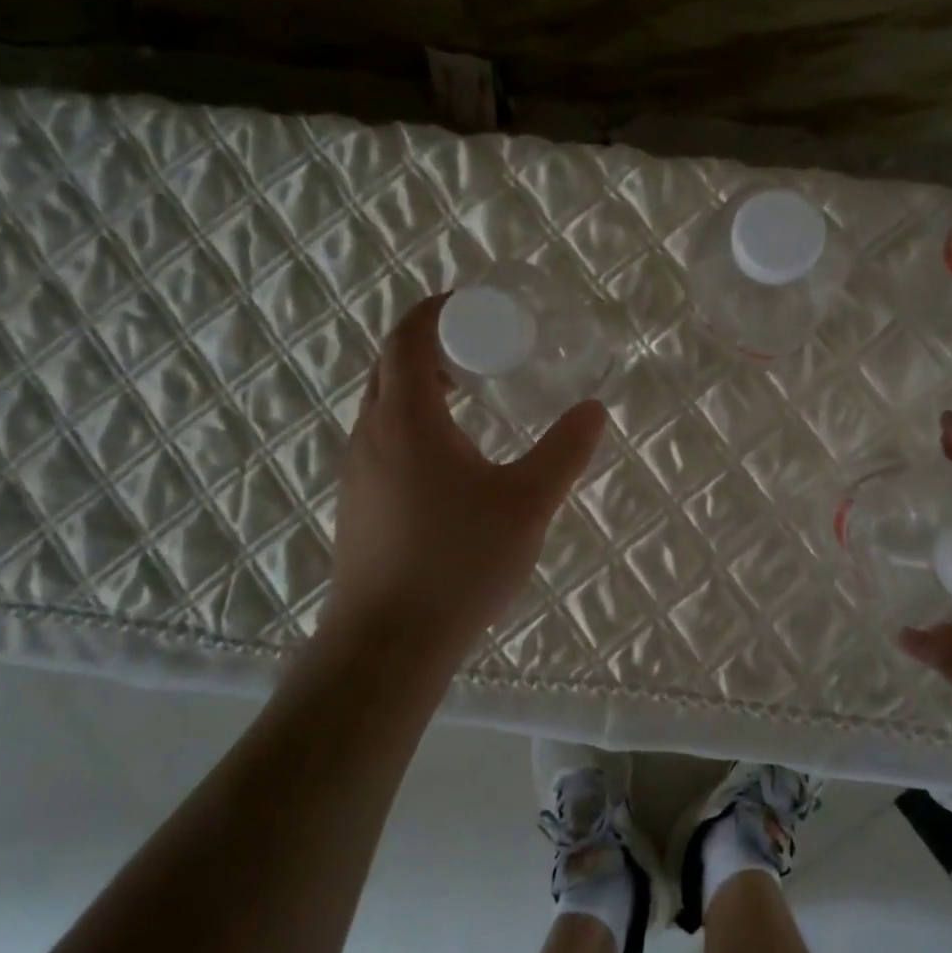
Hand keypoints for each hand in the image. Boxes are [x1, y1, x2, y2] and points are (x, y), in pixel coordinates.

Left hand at [321, 294, 606, 669]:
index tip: (477, 308)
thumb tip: (594, 408)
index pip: (409, 336)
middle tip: (482, 350)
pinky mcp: (358, 502)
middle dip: (433, 344)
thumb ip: (565, 451)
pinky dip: (415, 422)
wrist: (386, 644)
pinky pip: (384, 438)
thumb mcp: (528, 503)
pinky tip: (453, 459)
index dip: (439, 310)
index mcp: (407, 418)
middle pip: (391, 364)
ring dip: (422, 385)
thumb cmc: (459, 562)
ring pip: (384, 403)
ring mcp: (358, 470)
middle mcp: (371, 433)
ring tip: (473, 397)